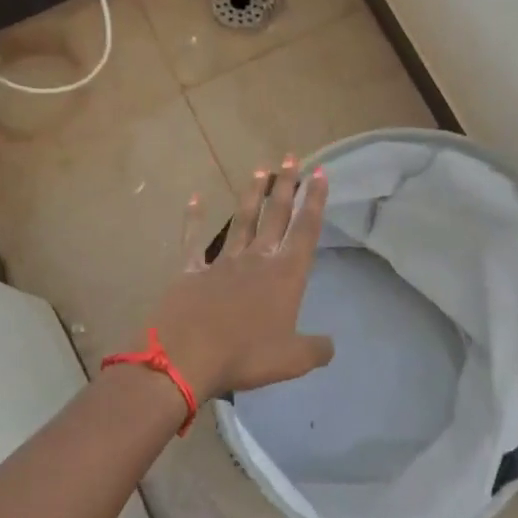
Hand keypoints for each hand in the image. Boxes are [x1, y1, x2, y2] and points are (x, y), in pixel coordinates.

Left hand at [145, 157, 335, 401]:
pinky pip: (193, 240)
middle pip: (275, 216)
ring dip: (252, 196)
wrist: (187, 358)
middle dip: (286, 186)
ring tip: (260, 171)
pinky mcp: (192, 271)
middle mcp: (257, 260)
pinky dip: (193, 219)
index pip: (305, 230)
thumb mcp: (292, 359)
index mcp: (285, 275)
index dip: (315, 201)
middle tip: (290, 158)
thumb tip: (330, 345)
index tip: (319, 173)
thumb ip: (316, 349)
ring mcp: (223, 262)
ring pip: (241, 220)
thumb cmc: (246, 356)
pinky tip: (194, 199)